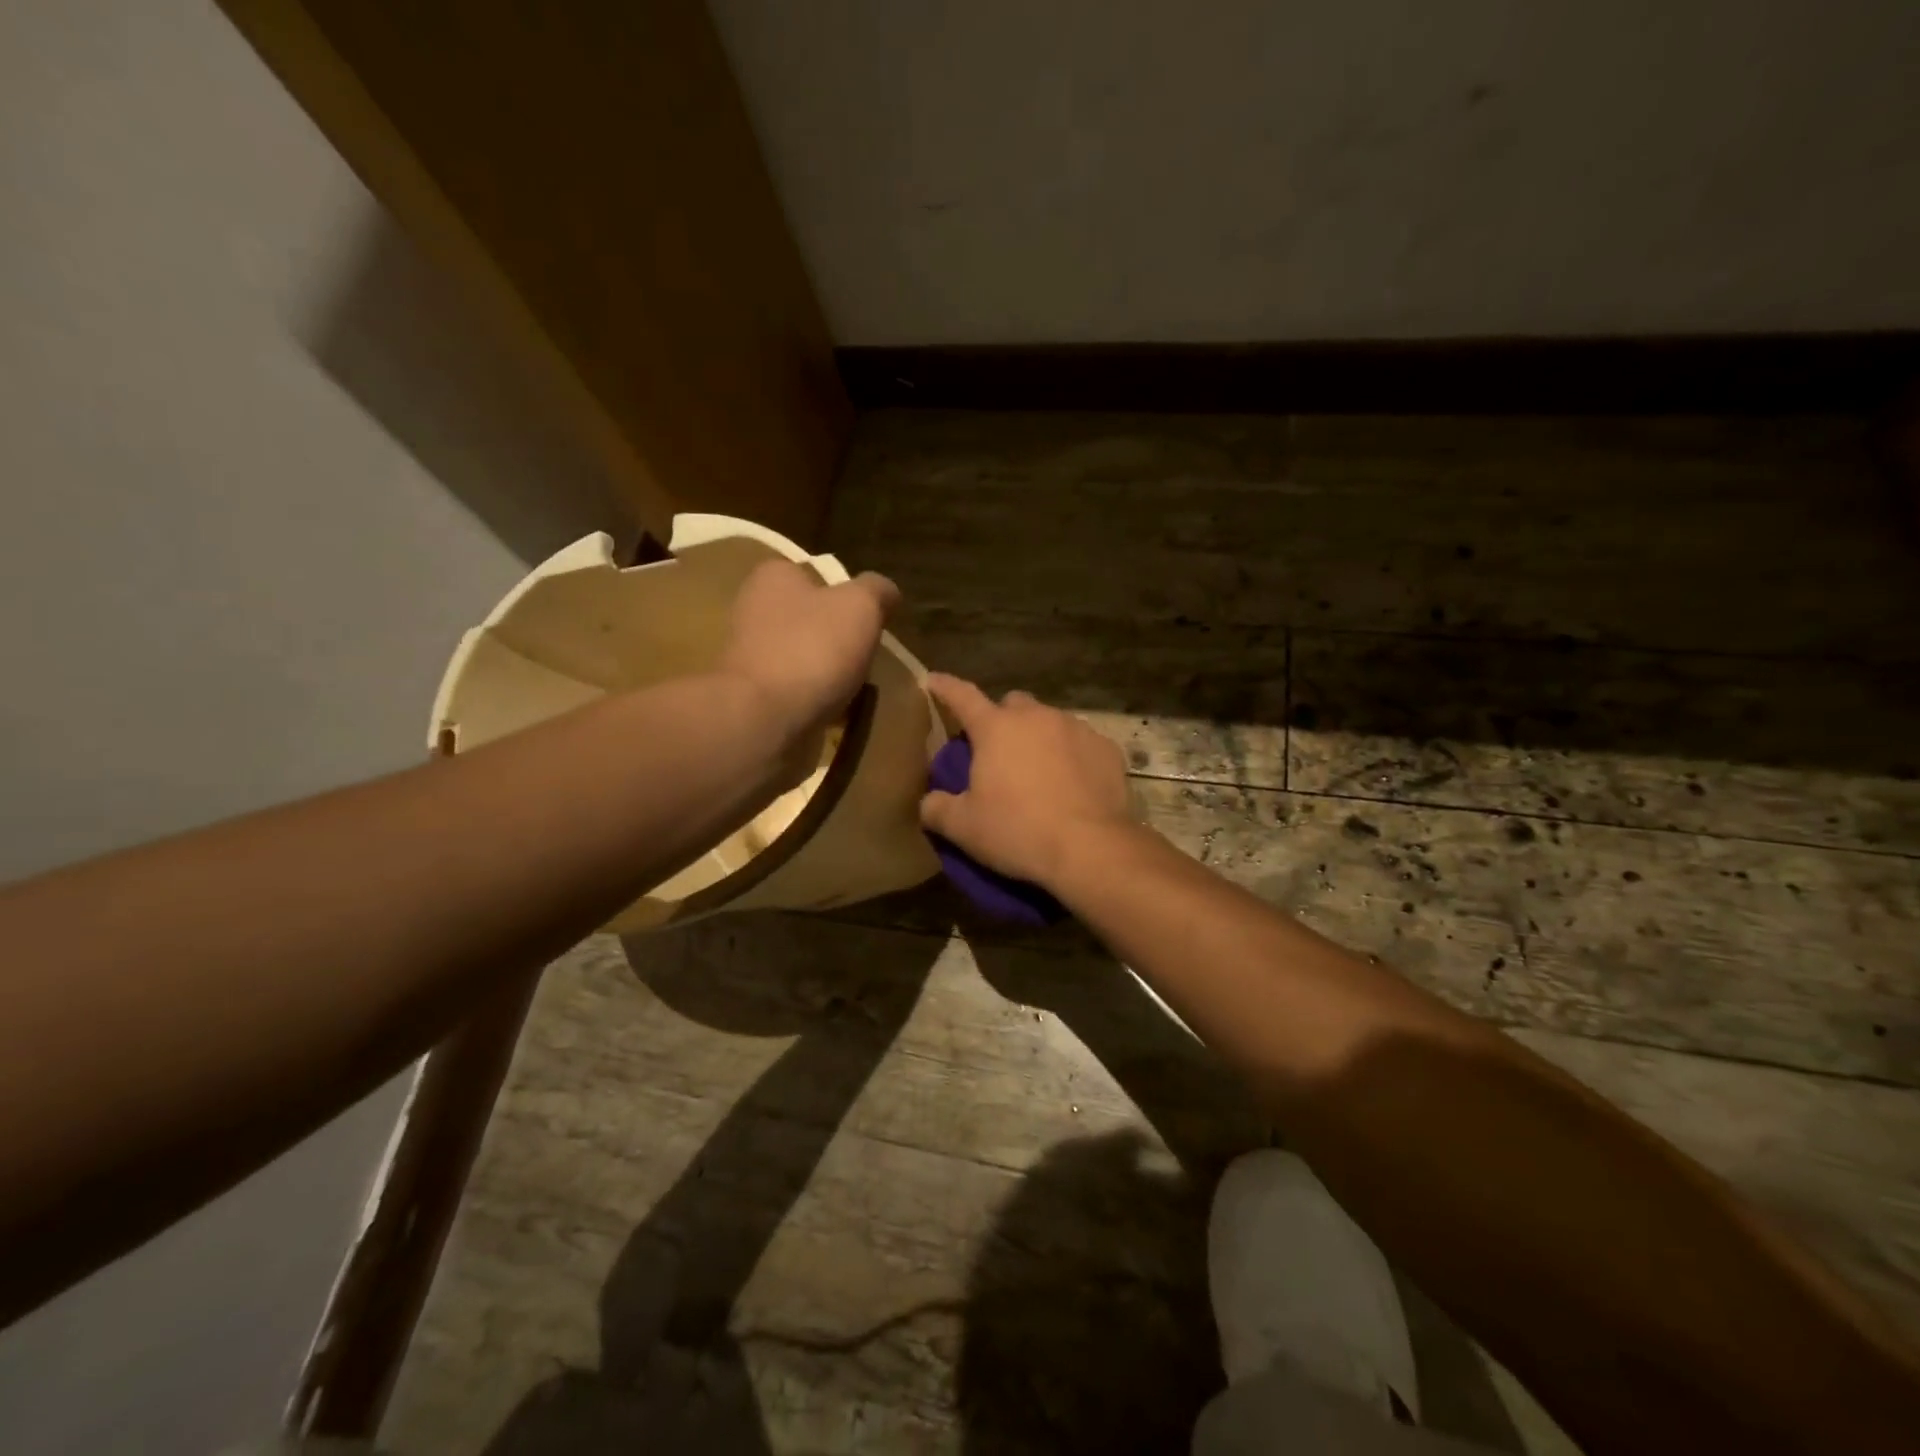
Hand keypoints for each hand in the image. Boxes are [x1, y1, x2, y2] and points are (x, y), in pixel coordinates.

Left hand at [719, 559, 898, 745]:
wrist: (764, 719)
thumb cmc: (812, 649)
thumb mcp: (861, 606)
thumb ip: (877, 591)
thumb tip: (887, 592)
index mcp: (774, 577)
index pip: (818, 576)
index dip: (848, 597)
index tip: (870, 622)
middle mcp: (753, 609)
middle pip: (812, 619)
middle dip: (838, 639)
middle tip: (866, 658)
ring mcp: (749, 655)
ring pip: (804, 657)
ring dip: (828, 672)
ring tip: (854, 690)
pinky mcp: (752, 695)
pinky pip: (796, 691)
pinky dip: (815, 700)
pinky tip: (834, 713)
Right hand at [918, 674, 1133, 889]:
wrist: (1091, 849)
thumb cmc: (1018, 831)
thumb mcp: (964, 828)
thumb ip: (936, 809)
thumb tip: (929, 802)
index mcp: (996, 728)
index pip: (962, 697)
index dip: (945, 688)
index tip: (934, 681)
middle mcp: (1037, 717)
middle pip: (1013, 705)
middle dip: (1002, 721)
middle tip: (998, 753)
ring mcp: (1077, 729)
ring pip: (1050, 722)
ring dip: (1039, 739)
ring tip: (1039, 773)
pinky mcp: (1107, 749)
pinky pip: (1082, 744)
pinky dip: (1072, 757)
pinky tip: (1073, 786)